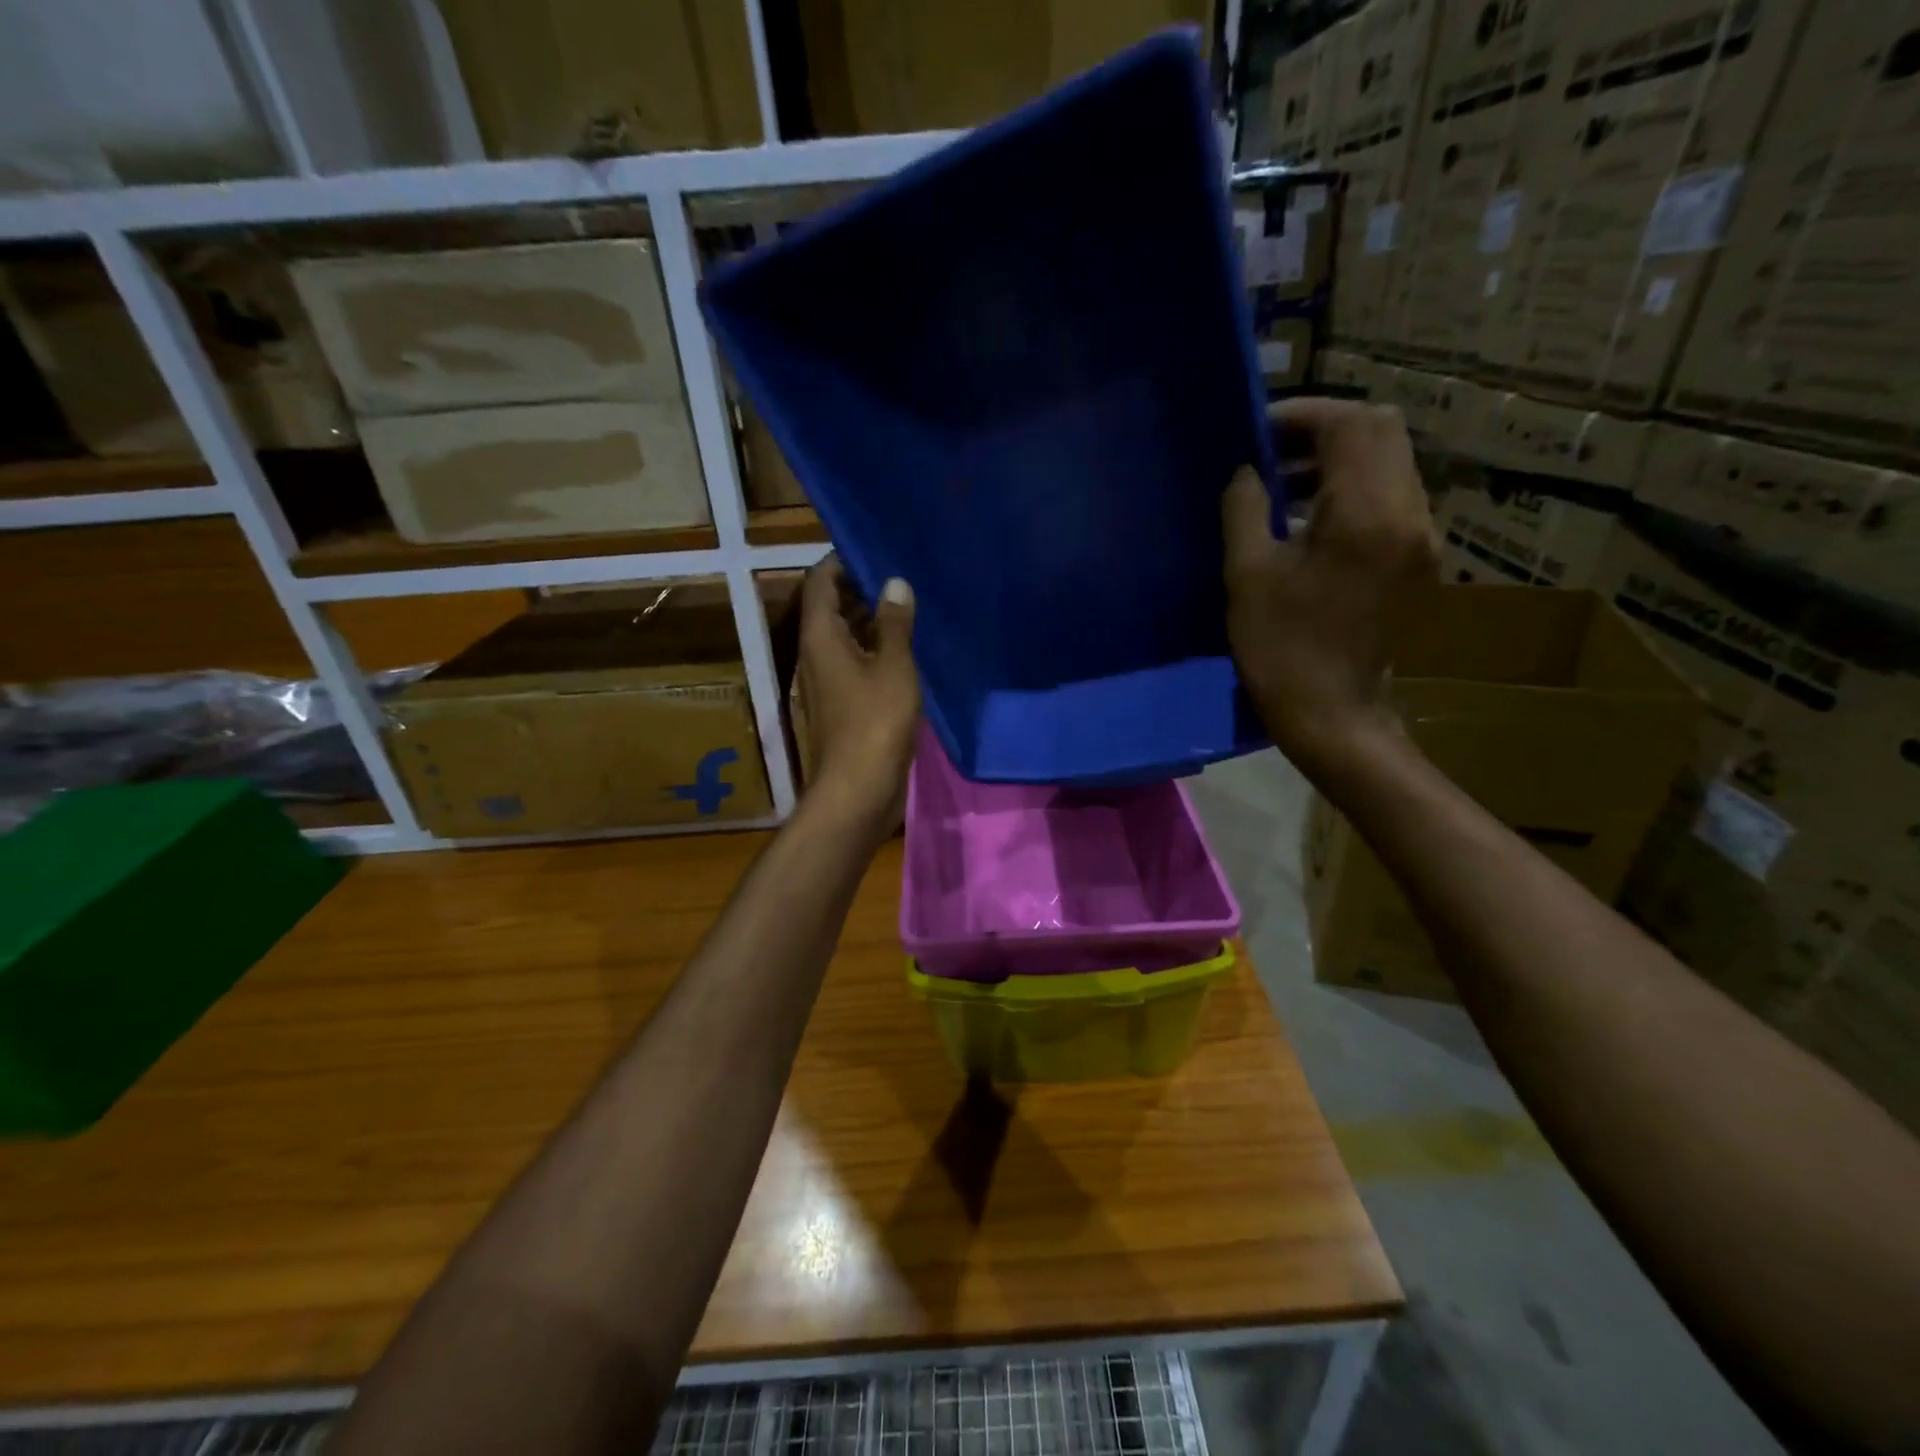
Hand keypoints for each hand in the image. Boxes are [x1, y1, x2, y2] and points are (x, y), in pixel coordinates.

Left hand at [797, 556, 919, 834]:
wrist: (858, 790)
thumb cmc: (874, 723)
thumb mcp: (893, 667)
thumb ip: (895, 623)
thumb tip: (895, 583)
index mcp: (820, 637)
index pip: (820, 582)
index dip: (842, 560)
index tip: (875, 547)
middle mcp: (817, 654)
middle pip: (832, 608)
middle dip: (861, 588)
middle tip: (901, 571)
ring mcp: (830, 681)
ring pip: (847, 637)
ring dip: (872, 619)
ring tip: (911, 602)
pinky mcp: (845, 704)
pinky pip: (858, 662)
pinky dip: (877, 649)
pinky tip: (909, 647)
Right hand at [1223, 397, 1437, 779]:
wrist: (1333, 715)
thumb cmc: (1281, 649)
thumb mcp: (1247, 575)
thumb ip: (1245, 509)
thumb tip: (1246, 471)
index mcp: (1367, 514)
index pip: (1350, 424)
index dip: (1302, 415)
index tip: (1257, 433)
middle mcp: (1409, 512)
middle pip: (1381, 431)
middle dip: (1324, 429)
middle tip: (1271, 453)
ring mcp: (1420, 536)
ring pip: (1390, 461)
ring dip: (1338, 458)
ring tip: (1283, 485)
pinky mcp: (1417, 558)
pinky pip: (1391, 496)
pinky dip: (1352, 488)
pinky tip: (1309, 519)